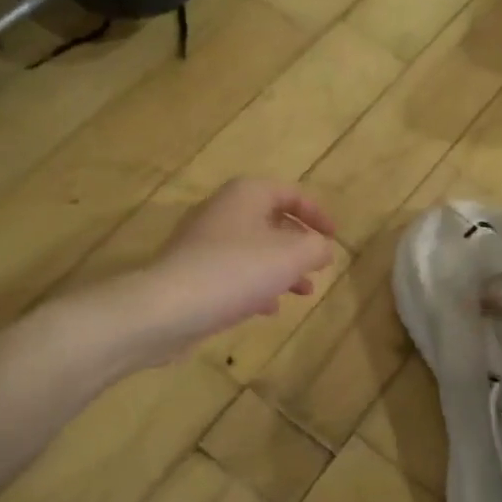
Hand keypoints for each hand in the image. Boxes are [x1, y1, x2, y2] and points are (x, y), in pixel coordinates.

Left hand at [134, 178, 336, 357]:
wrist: (167, 308)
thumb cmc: (237, 271)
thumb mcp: (292, 256)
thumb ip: (316, 247)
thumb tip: (323, 248)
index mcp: (247, 194)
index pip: (290, 193)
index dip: (317, 213)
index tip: (334, 238)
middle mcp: (223, 210)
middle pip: (271, 221)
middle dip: (299, 245)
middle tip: (318, 266)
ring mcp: (204, 242)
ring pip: (254, 249)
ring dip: (281, 268)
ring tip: (303, 291)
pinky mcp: (192, 272)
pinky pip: (233, 272)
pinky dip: (256, 285)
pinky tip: (268, 309)